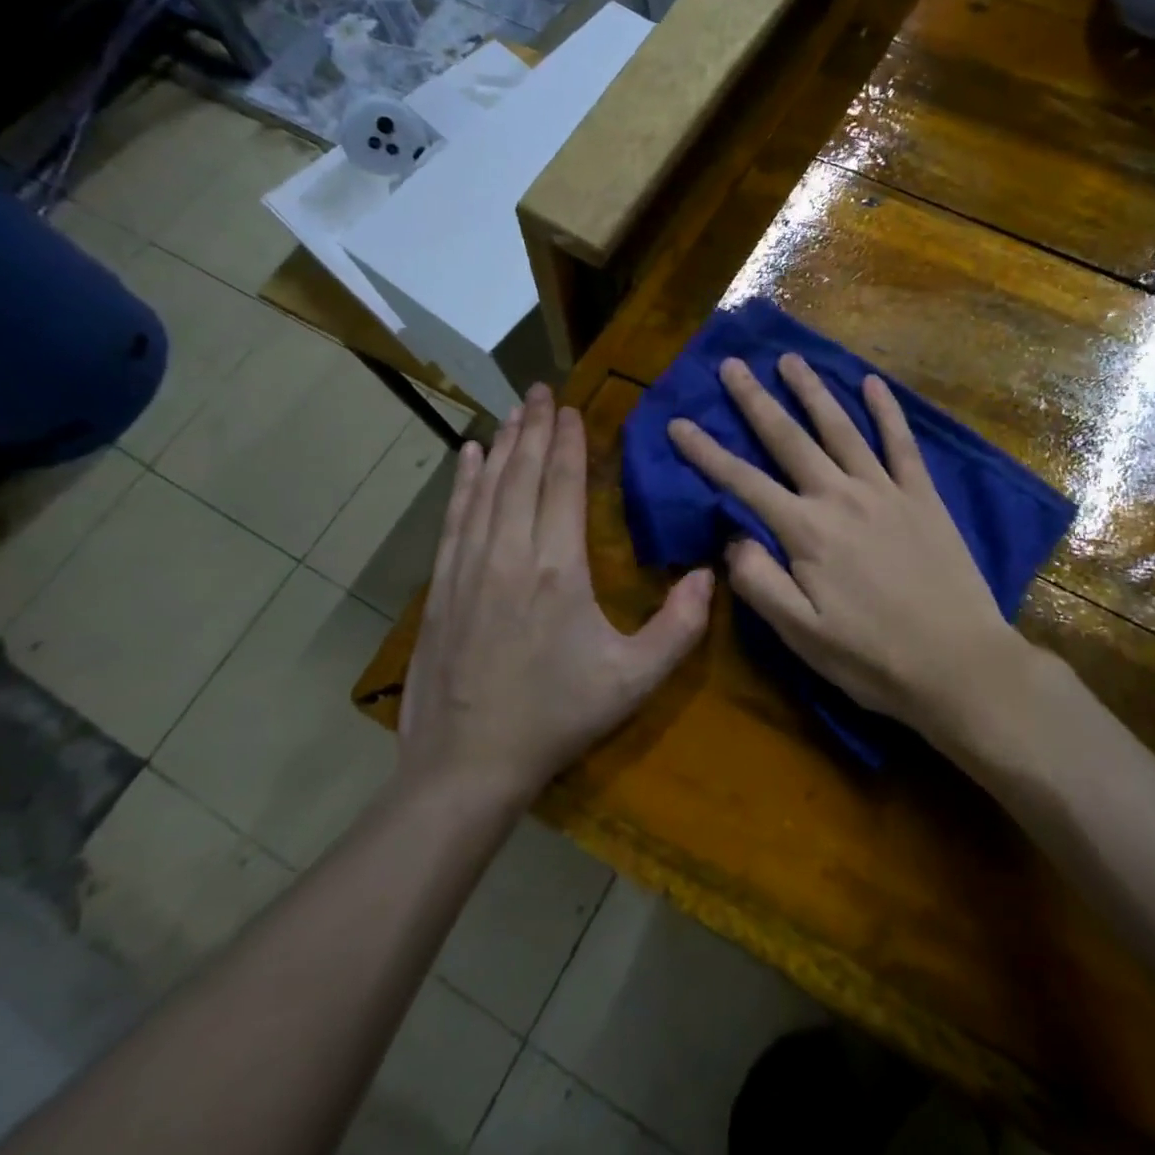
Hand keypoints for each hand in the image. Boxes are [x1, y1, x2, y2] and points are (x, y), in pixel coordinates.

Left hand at [401, 384, 712, 799]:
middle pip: (522, 474)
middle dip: (534, 427)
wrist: (466, 764)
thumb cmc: (557, 717)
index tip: (572, 409)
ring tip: (512, 410)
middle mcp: (510, 553)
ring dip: (502, 445)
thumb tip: (711, 573)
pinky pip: (455, 518)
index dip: (568, 443)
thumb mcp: (633, 680)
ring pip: (486, 488)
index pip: (563, 485)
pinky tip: (468, 458)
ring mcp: (469, 567)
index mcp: (558, 568)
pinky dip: (463, 482)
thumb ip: (680, 627)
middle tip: (541, 390)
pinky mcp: (443, 585)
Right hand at [667, 355, 1025, 742]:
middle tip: (731, 365)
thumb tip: (731, 537)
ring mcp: (885, 491)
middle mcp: (840, 497)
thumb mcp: (801, 635)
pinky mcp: (923, 497)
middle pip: (788, 439)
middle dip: (755, 401)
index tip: (678, 423)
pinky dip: (887, 410)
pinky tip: (873, 382)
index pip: (743, 482)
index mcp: (806, 532)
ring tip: (789, 359)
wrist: (960, 666)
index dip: (706, 452)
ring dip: (812, 391)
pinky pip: (902, 443)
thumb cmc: (872, 659)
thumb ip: (758, 582)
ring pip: (841, 428)